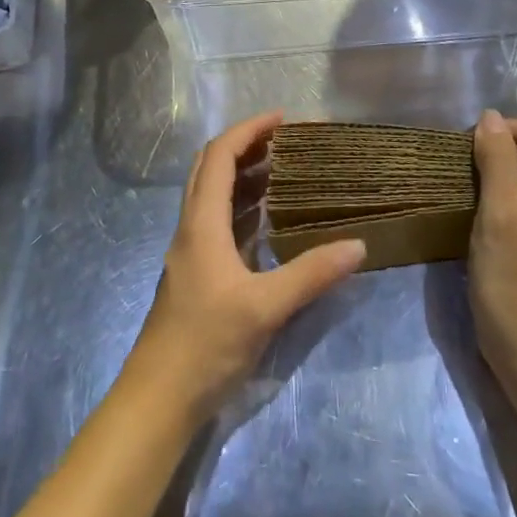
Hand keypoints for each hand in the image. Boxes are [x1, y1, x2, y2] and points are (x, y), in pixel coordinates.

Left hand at [127, 111, 364, 422]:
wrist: (158, 398)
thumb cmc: (206, 343)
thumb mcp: (264, 308)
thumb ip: (311, 274)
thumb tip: (358, 245)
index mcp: (201, 222)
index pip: (220, 155)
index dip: (249, 130)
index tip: (283, 118)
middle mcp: (191, 227)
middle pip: (210, 167)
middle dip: (245, 145)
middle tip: (284, 140)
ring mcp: (190, 250)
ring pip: (211, 193)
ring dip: (242, 174)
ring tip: (282, 170)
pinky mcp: (195, 272)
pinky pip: (216, 220)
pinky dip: (240, 206)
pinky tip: (267, 220)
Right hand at [469, 110, 516, 385]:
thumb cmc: (514, 280)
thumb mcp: (499, 213)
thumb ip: (498, 160)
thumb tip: (490, 117)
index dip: (501, 130)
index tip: (470, 155)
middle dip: (497, 150)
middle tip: (464, 174)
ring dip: (496, 174)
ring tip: (467, 193)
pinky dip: (501, 197)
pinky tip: (480, 217)